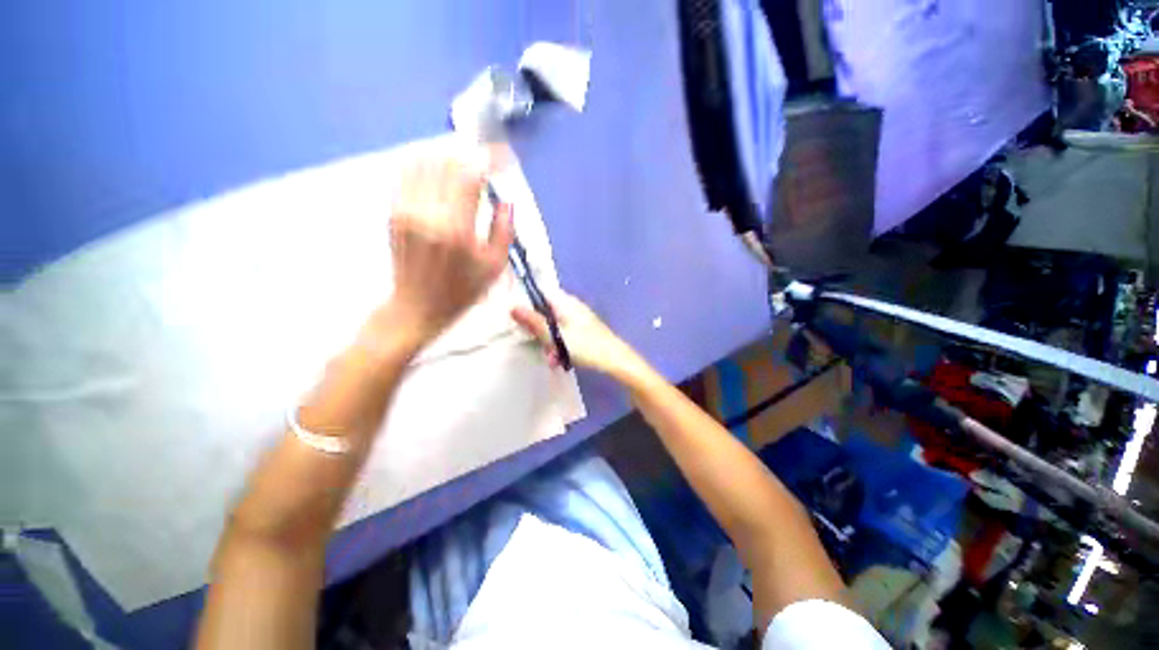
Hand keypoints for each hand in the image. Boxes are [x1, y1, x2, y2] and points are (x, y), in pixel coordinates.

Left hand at [387, 157, 513, 345]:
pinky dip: (426, 164)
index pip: (470, 175)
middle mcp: (427, 213)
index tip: (504, 157)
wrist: (417, 306)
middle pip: (446, 161)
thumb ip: (504, 231)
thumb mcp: (494, 267)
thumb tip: (506, 201)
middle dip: (470, 156)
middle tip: (485, 164)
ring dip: (448, 157)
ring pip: (423, 161)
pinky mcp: (393, 211)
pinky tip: (440, 173)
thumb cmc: (462, 291)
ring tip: (464, 166)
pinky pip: (406, 173)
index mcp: (457, 230)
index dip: (489, 159)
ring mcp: (405, 209)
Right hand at [511, 292, 647, 380]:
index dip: (528, 303)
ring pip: (554, 326)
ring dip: (550, 342)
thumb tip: (512, 306)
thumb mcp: (555, 335)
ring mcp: (578, 318)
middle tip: (541, 345)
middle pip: (546, 312)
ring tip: (553, 358)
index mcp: (564, 301)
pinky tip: (561, 360)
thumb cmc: (584, 345)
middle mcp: (571, 306)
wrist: (614, 359)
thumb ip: (533, 322)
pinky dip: (560, 345)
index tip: (520, 319)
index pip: (540, 292)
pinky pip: (565, 334)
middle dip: (540, 330)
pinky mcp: (583, 330)